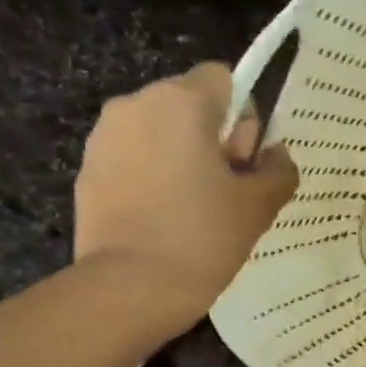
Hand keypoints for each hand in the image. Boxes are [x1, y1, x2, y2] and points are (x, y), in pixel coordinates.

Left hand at [74, 63, 297, 318]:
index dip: (244, 118)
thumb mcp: (258, 206)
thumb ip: (278, 171)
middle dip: (212, 139)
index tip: (244, 164)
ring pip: (159, 133)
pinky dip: (152, 179)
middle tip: (224, 193)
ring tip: (192, 212)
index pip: (224, 78)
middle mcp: (136, 105)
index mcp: (181, 102)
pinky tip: (162, 222)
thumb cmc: (203, 238)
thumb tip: (276, 155)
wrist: (130, 288)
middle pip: (190, 105)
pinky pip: (133, 160)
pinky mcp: (87, 170)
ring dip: (181, 159)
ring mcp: (104, 137)